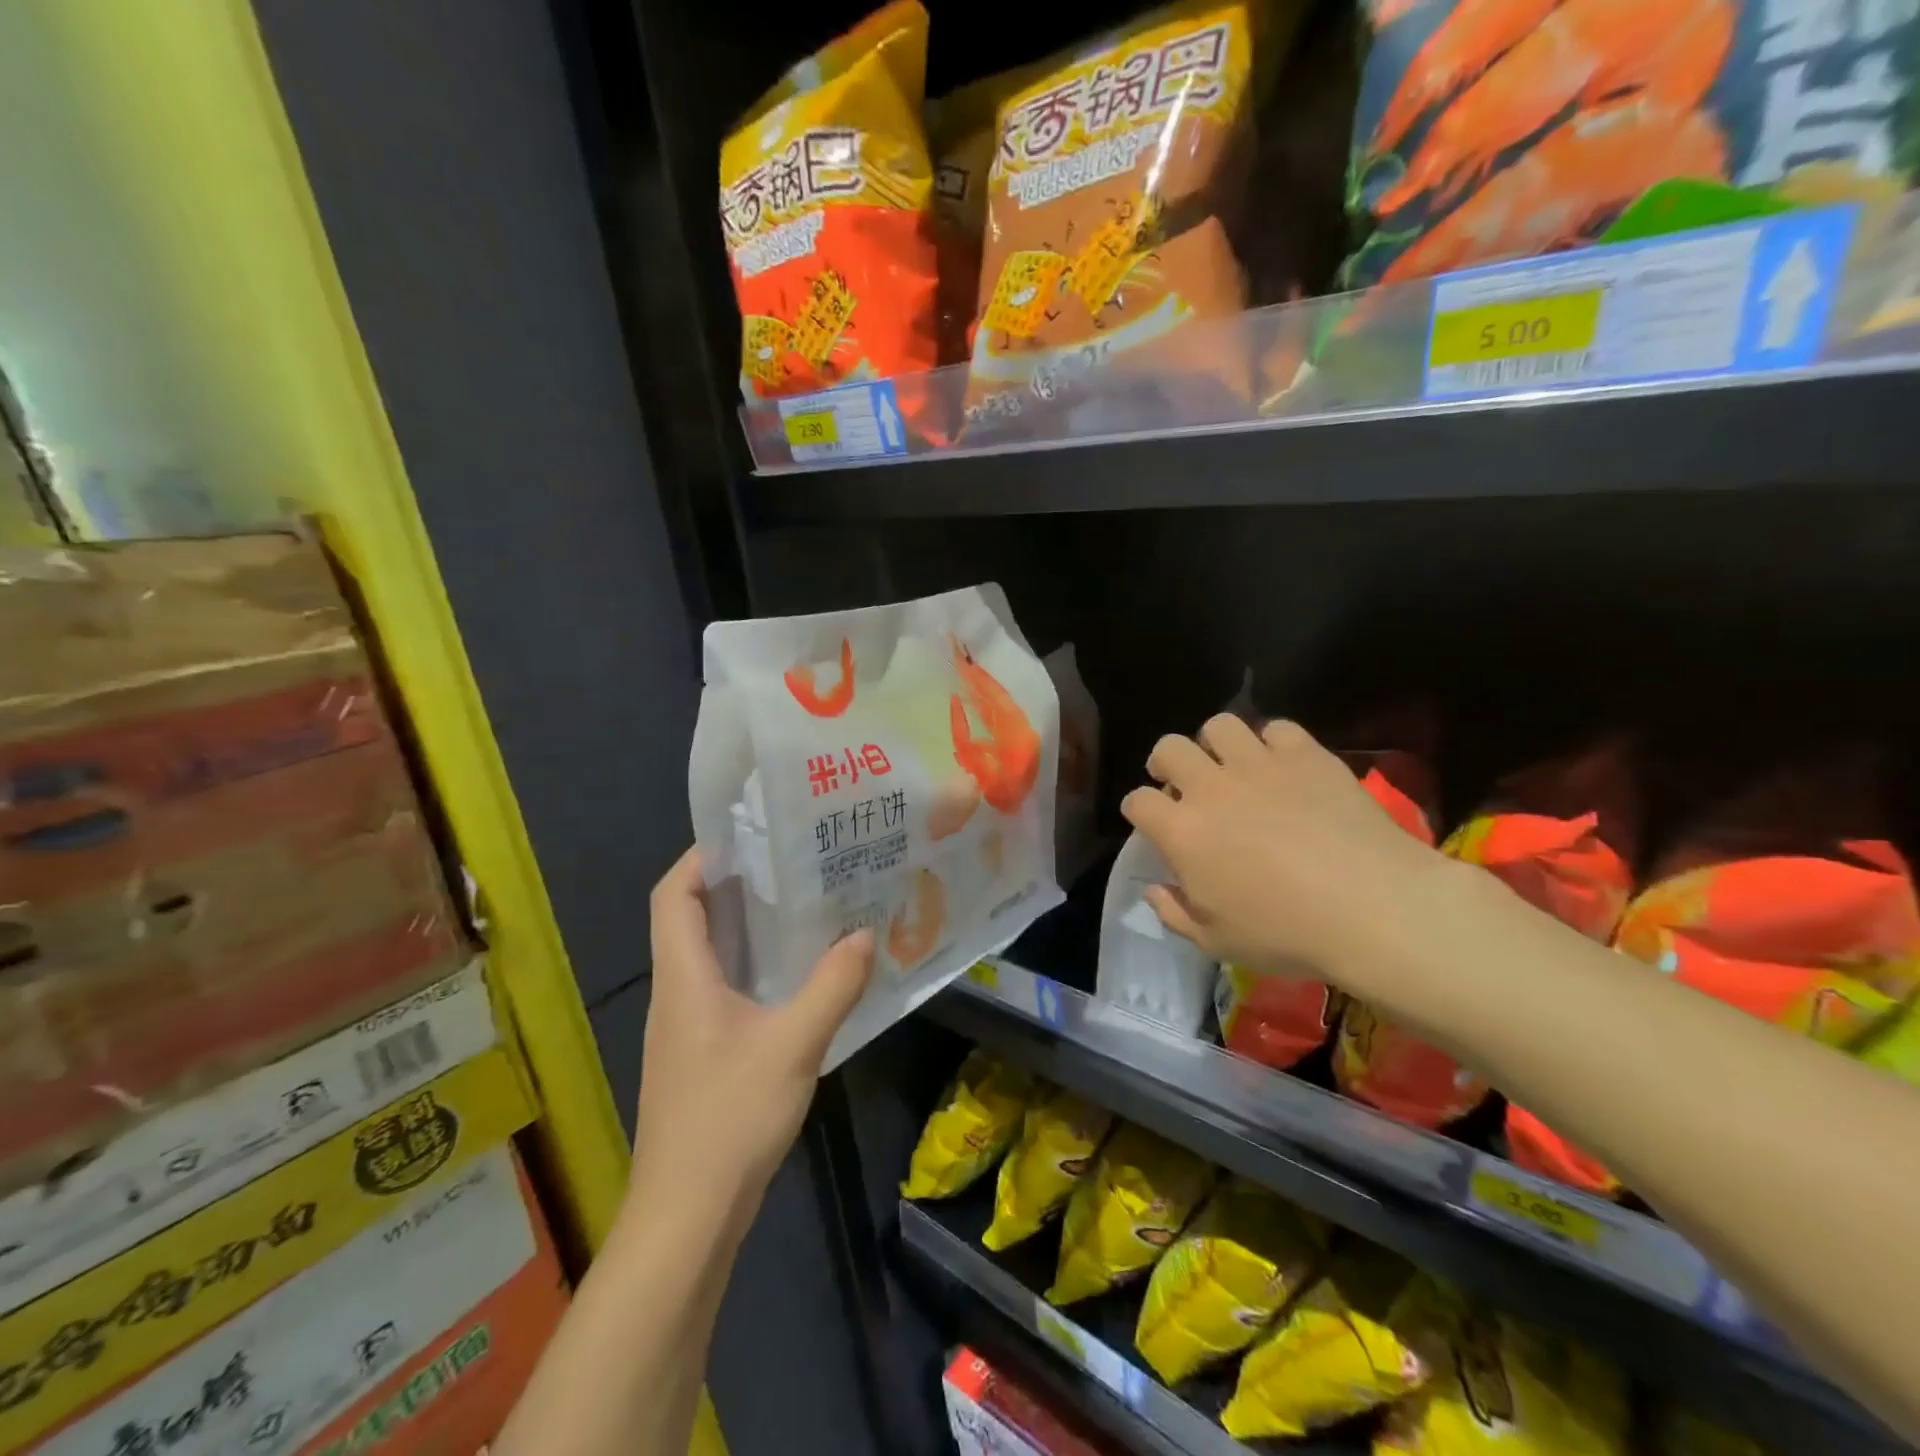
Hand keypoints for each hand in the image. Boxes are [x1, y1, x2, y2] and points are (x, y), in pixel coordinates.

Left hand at [629, 848, 873, 1229]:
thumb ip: (831, 987)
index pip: (671, 896)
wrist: (687, 1218)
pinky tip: (797, 972)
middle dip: (734, 883)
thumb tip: (863, 935)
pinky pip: (724, 988)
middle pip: (690, 919)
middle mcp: (677, 993)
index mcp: (684, 979)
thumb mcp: (793, 1045)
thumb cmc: (729, 1120)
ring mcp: (686, 1027)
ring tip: (802, 901)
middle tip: (791, 859)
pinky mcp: (702, 1053)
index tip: (747, 834)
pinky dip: (754, 966)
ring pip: (709, 956)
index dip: (699, 858)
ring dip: (746, 925)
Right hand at [1120, 715, 1459, 985]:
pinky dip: (1273, 743)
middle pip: (1169, 748)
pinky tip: (1283, 766)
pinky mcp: (1306, 755)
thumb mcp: (1216, 941)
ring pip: (1219, 726)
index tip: (1151, 822)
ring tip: (1230, 765)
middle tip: (1183, 783)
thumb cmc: (1286, 933)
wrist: (1372, 907)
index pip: (1138, 802)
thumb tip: (1154, 890)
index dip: (1139, 810)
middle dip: (1166, 763)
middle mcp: (1211, 787)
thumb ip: (1174, 913)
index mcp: (1182, 832)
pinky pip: (1277, 728)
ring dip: (1216, 744)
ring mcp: (1259, 765)